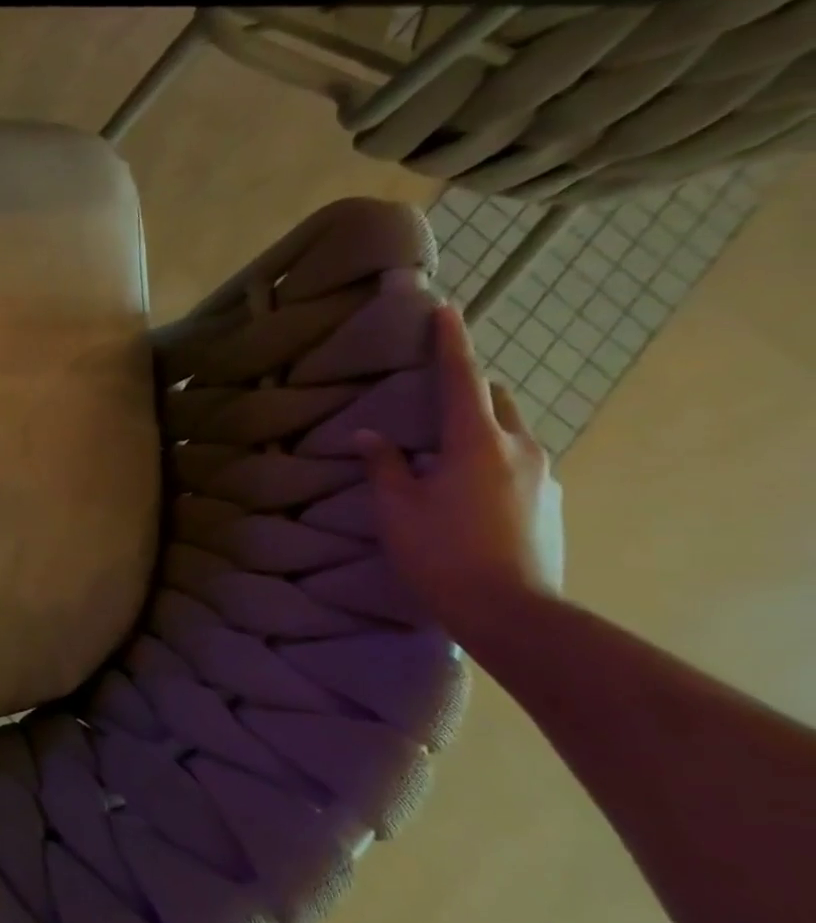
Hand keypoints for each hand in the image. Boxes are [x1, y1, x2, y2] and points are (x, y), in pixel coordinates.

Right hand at [355, 305, 564, 640]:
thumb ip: (385, 466)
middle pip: (495, 400)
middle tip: (432, 401)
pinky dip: (492, 458)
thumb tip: (369, 436)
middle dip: (468, 389)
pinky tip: (466, 490)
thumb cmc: (442, 554)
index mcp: (477, 442)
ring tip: (444, 455)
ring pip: (509, 432)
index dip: (452, 343)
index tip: (447, 309)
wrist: (513, 613)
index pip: (462, 379)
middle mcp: (520, 447)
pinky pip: (519, 461)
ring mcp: (545, 475)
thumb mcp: (397, 509)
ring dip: (479, 429)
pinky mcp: (552, 501)